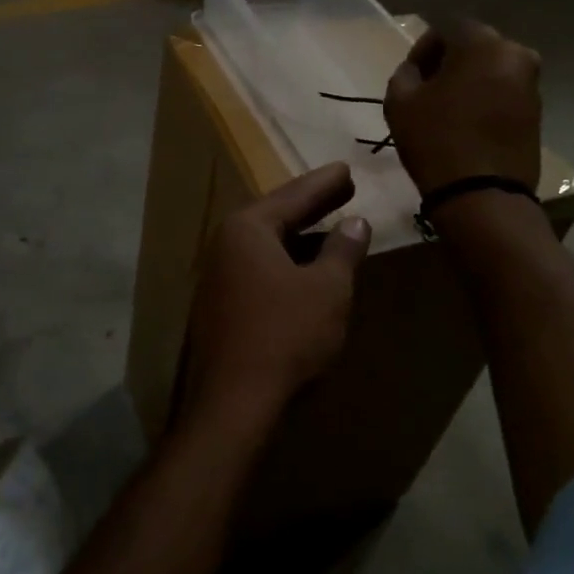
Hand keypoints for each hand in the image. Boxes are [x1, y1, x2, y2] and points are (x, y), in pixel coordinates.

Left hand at [180, 163, 370, 437]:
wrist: (234, 404)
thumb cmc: (286, 335)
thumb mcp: (328, 289)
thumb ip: (343, 250)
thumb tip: (355, 223)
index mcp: (247, 229)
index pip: (293, 196)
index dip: (324, 184)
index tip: (347, 169)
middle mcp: (225, 245)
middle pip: (276, 217)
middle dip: (312, 205)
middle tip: (342, 188)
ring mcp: (218, 278)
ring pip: (267, 246)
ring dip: (301, 238)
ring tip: (331, 228)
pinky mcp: (220, 308)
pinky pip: (260, 270)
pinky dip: (287, 264)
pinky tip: (307, 271)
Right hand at [384, 20, 541, 194]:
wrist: (483, 195)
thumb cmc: (436, 141)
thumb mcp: (400, 102)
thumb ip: (405, 73)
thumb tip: (416, 70)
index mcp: (483, 43)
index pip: (447, 28)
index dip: (423, 50)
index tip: (410, 76)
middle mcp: (516, 54)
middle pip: (474, 47)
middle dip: (450, 63)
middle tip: (428, 90)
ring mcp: (532, 84)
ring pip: (492, 70)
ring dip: (470, 81)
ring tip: (448, 110)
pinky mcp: (538, 112)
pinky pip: (505, 93)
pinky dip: (487, 100)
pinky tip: (469, 124)